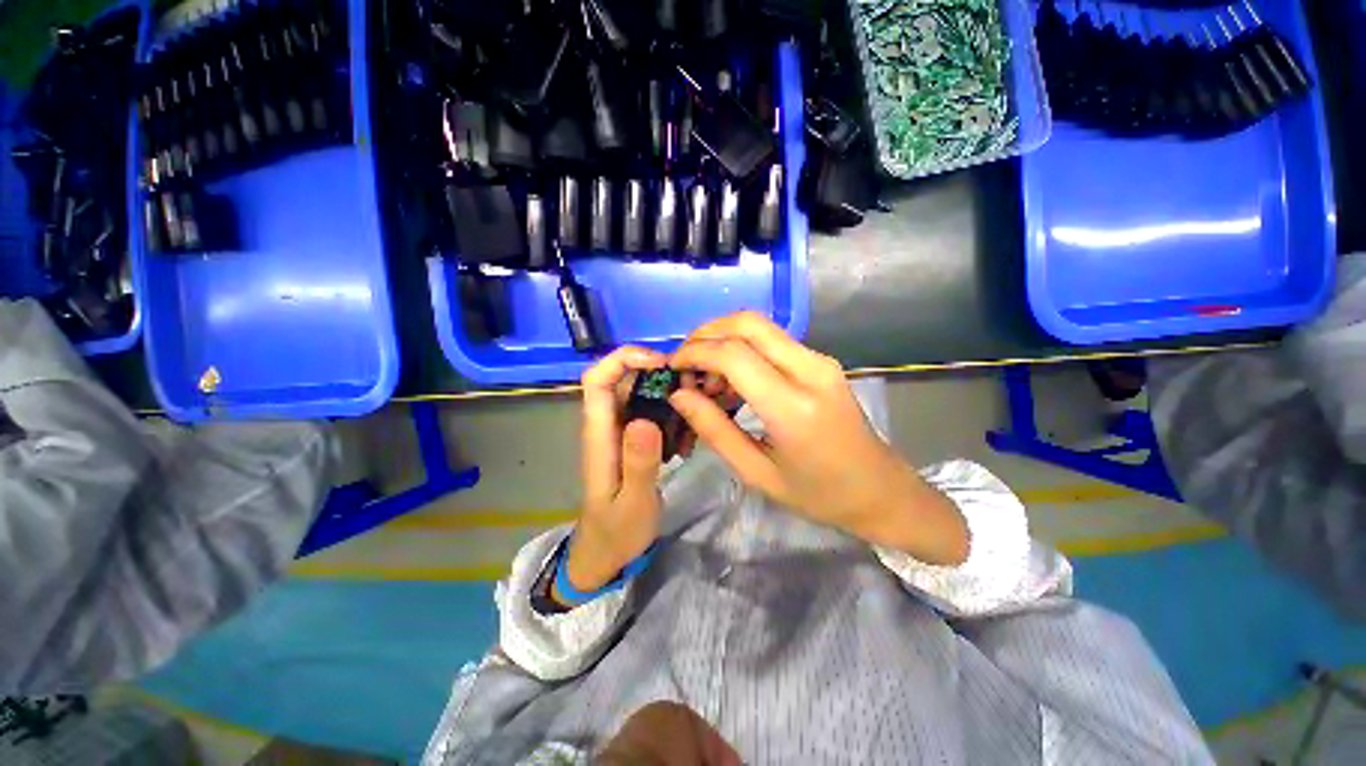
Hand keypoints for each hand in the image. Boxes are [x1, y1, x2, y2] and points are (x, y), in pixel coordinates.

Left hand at [563, 346, 669, 597]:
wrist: (606, 553)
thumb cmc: (617, 531)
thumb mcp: (633, 503)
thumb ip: (639, 464)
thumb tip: (645, 420)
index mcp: (599, 434)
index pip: (597, 378)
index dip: (624, 358)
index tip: (661, 363)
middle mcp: (606, 424)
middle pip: (623, 378)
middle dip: (656, 372)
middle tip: (691, 386)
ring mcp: (620, 431)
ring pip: (639, 393)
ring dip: (667, 393)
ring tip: (694, 413)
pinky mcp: (632, 440)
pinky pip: (650, 411)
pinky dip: (670, 412)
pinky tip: (687, 434)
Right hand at [668, 312, 968, 564]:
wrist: (879, 489)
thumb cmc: (817, 494)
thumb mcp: (756, 472)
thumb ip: (714, 429)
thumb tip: (679, 395)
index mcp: (793, 407)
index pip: (733, 354)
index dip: (694, 353)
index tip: (671, 367)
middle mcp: (809, 370)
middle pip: (747, 323)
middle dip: (706, 334)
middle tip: (685, 364)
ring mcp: (819, 360)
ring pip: (759, 326)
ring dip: (723, 340)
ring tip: (706, 379)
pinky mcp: (821, 361)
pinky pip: (772, 340)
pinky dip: (742, 349)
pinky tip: (731, 381)